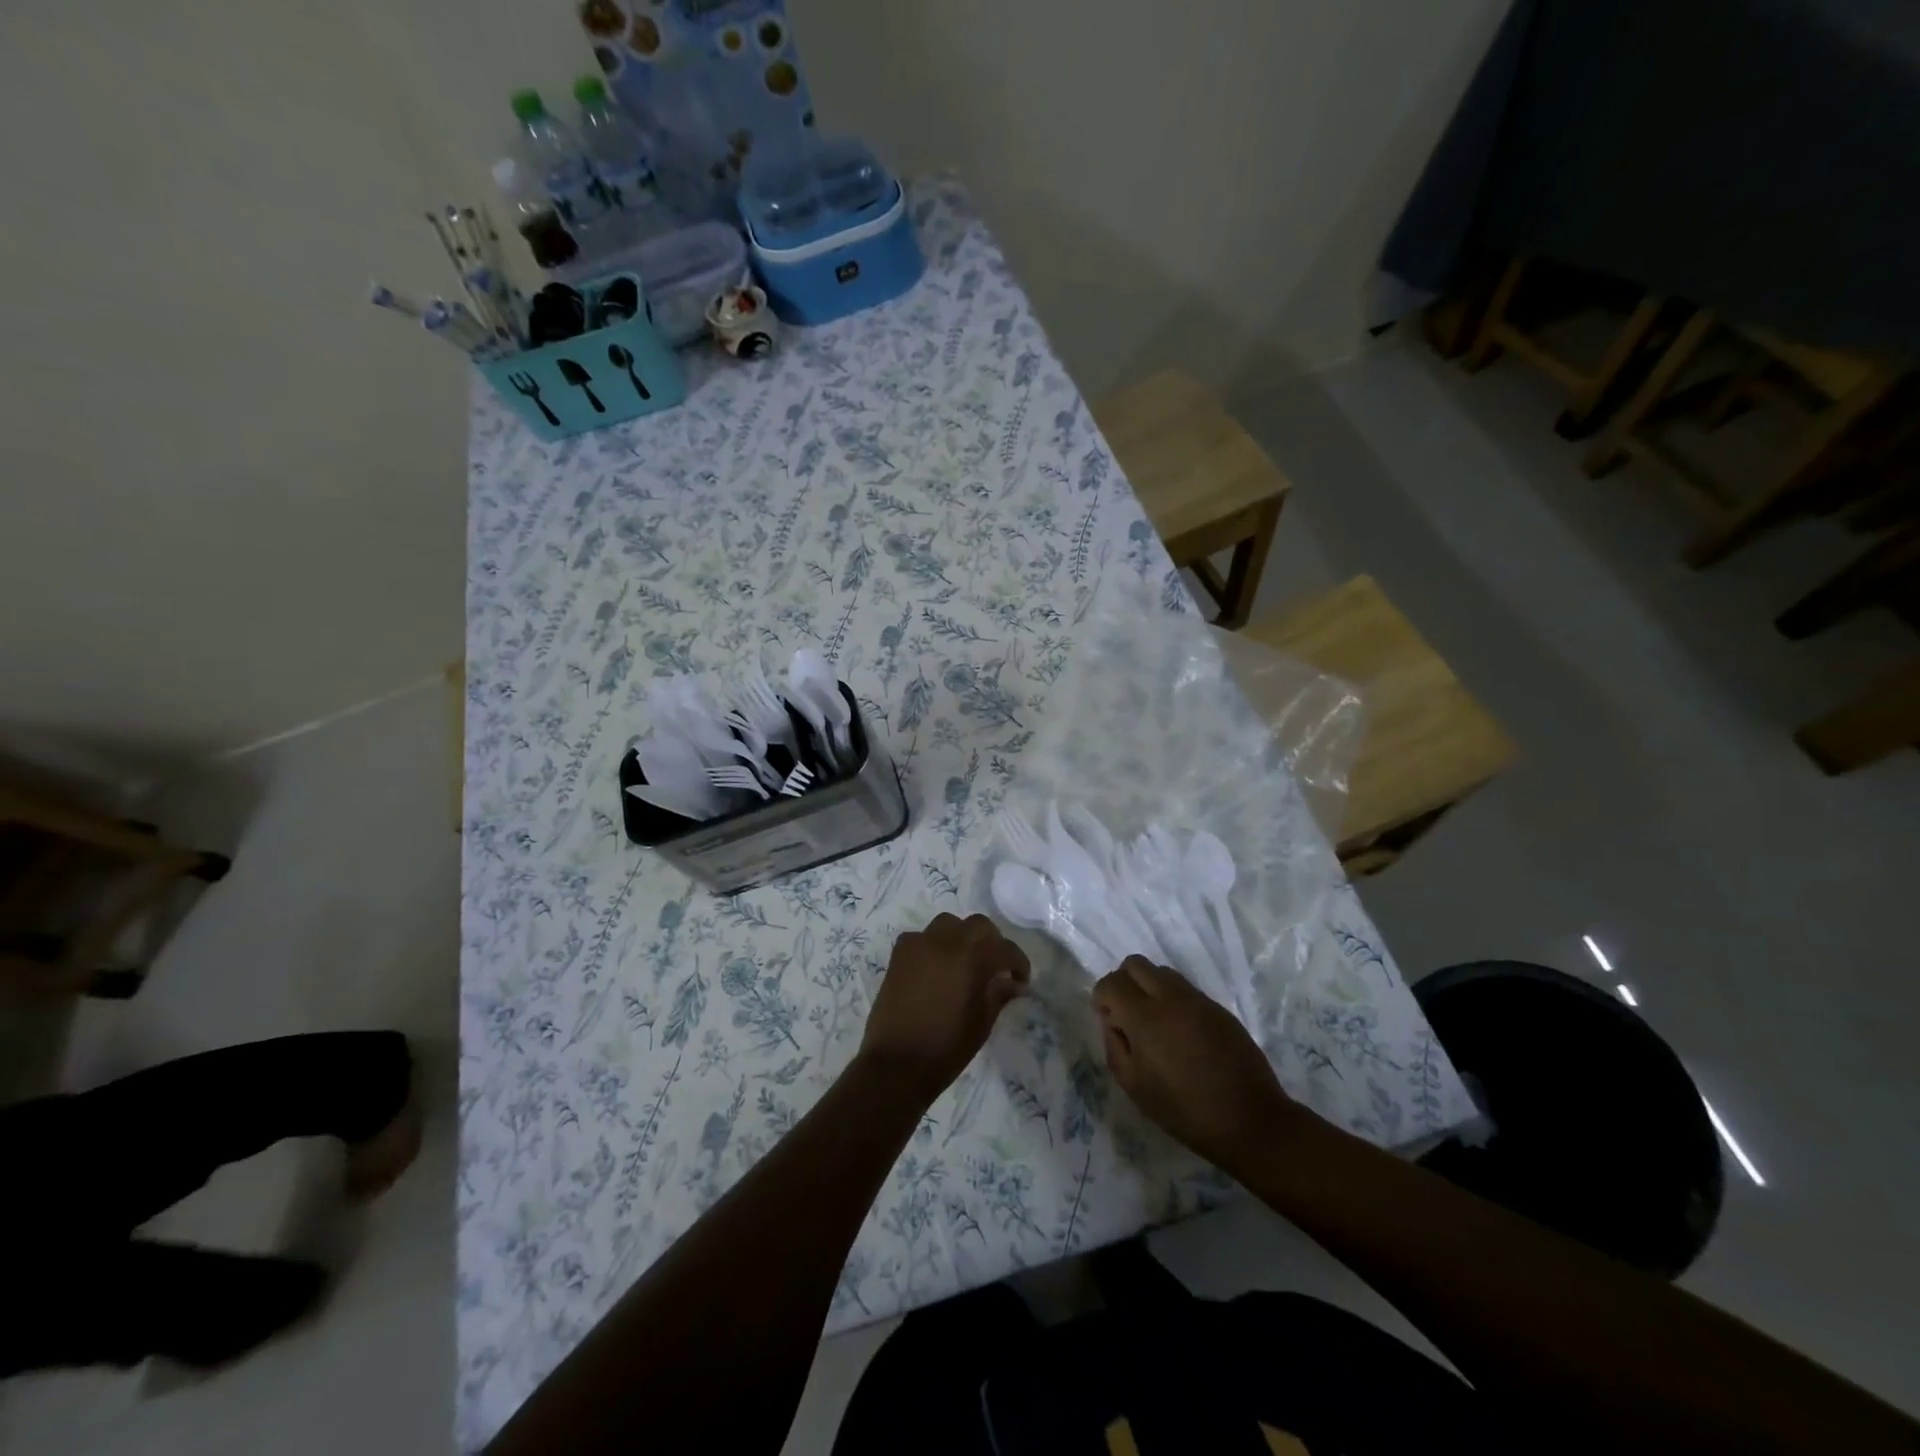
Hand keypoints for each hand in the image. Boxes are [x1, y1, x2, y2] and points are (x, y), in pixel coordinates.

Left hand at [860, 914, 1029, 1102]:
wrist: (896, 1064)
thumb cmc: (946, 1048)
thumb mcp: (982, 1024)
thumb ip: (999, 994)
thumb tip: (1014, 983)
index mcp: (972, 959)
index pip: (1005, 950)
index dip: (1019, 963)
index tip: (1021, 981)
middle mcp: (946, 942)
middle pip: (978, 925)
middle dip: (992, 942)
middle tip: (995, 967)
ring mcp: (919, 944)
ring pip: (948, 924)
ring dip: (962, 937)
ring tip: (964, 962)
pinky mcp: (899, 954)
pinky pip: (921, 937)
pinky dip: (933, 945)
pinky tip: (935, 967)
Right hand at [1093, 956, 1292, 1170]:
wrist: (1250, 1120)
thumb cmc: (1184, 1110)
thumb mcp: (1134, 1087)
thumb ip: (1114, 1046)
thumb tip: (1113, 1022)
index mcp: (1145, 1017)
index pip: (1112, 982)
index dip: (1101, 998)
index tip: (1109, 1022)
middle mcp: (1170, 997)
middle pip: (1135, 964)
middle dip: (1123, 982)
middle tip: (1127, 1015)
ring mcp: (1198, 1000)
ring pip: (1162, 972)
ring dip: (1149, 988)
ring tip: (1155, 1024)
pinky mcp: (1219, 1008)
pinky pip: (1186, 989)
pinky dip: (1173, 1000)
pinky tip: (1181, 1034)